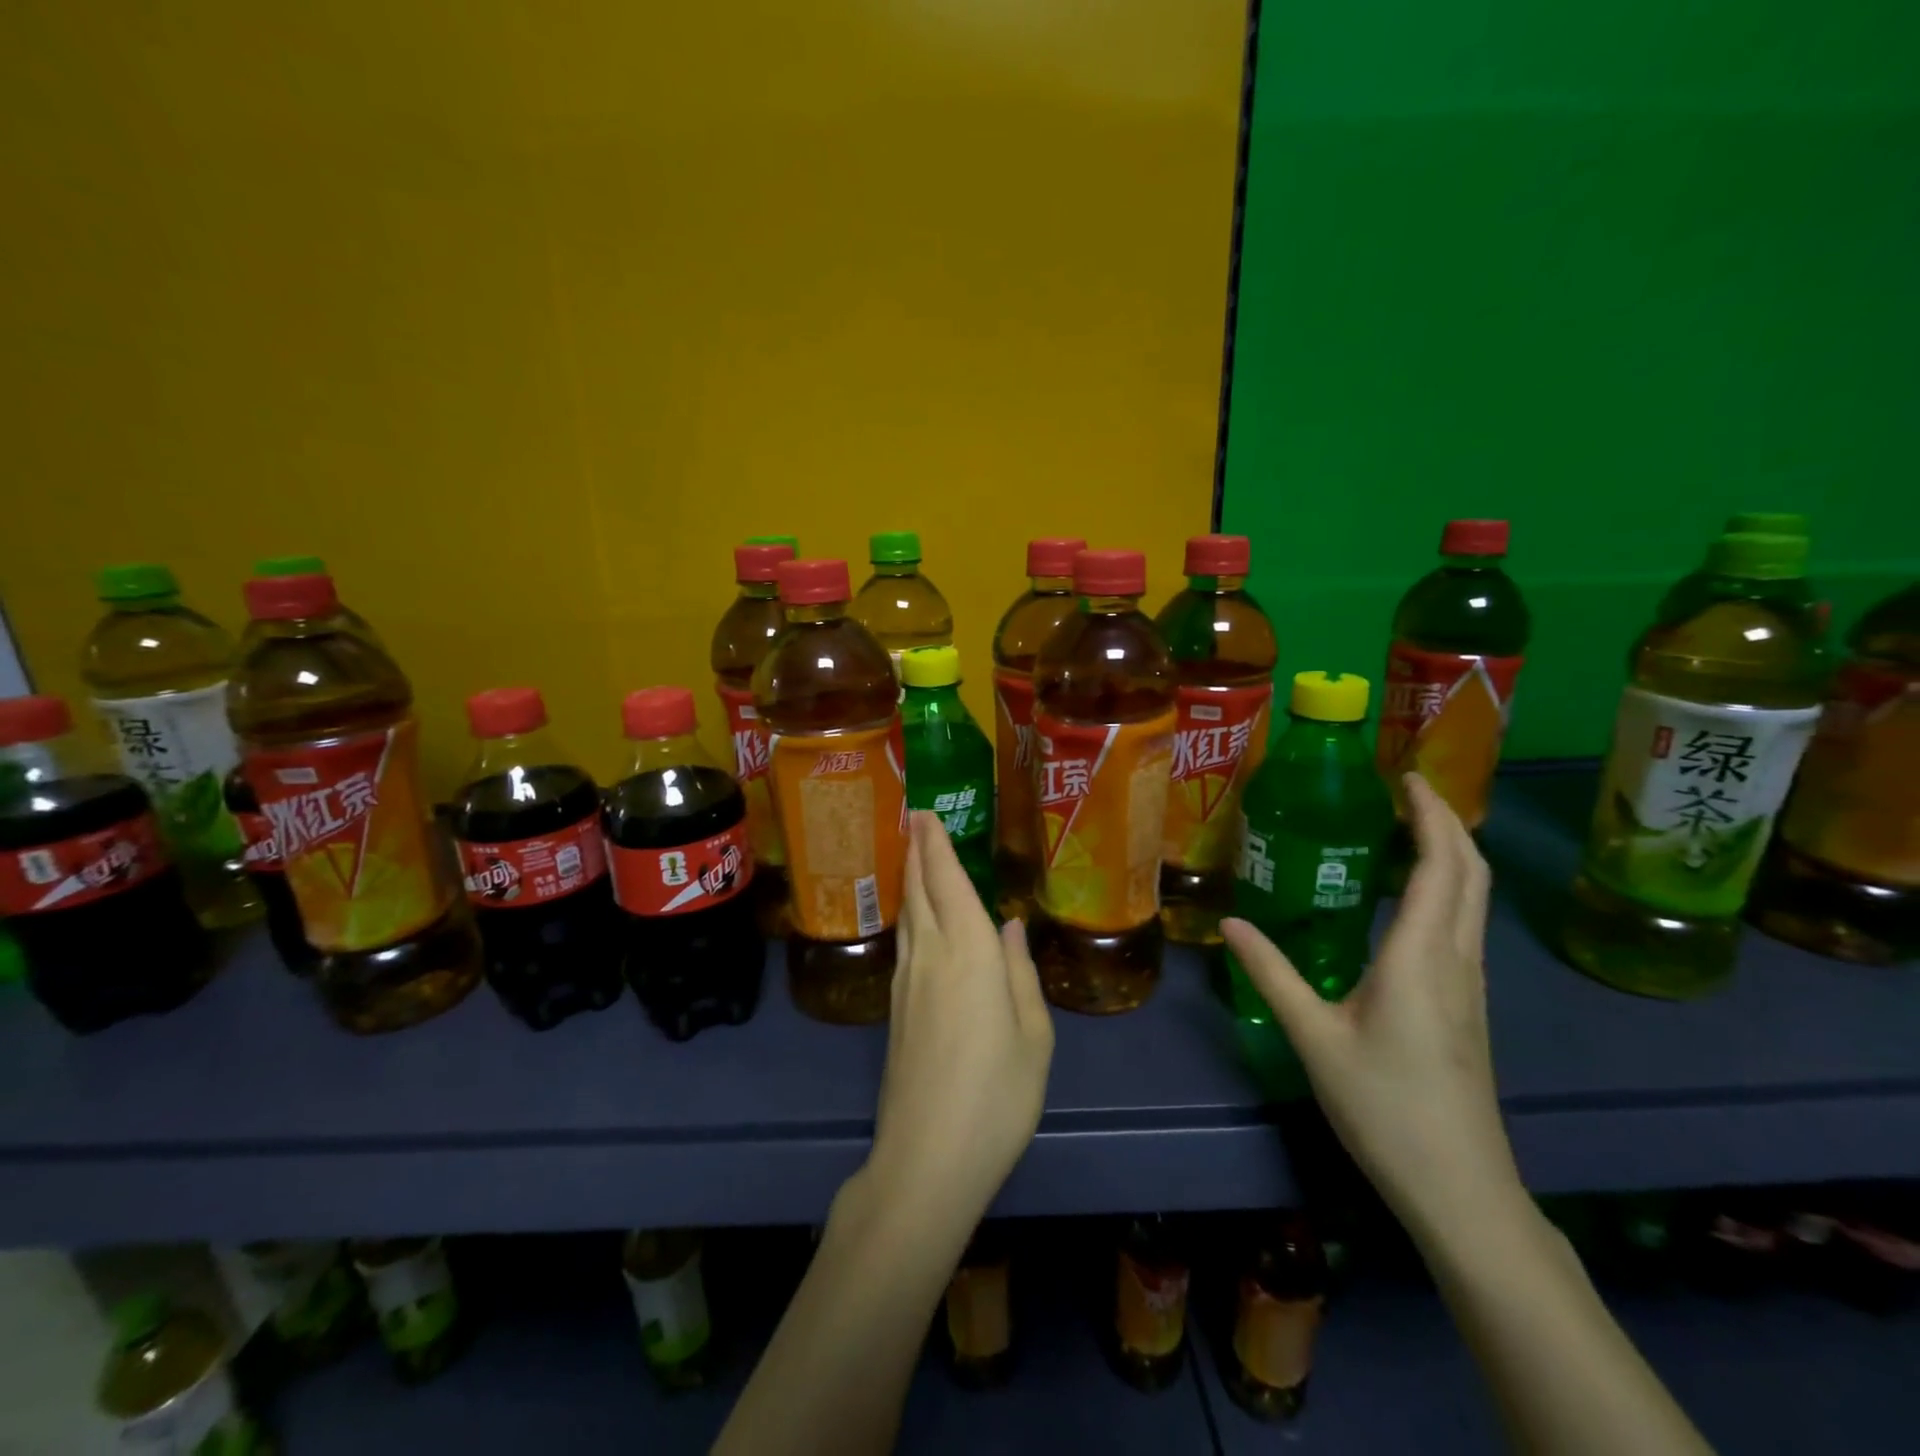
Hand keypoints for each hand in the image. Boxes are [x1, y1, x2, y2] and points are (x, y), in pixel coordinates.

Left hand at [861, 812, 1054, 1226]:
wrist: (927, 1159)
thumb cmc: (997, 1096)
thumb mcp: (1033, 1037)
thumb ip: (1020, 974)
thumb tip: (1010, 926)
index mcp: (970, 954)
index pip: (948, 883)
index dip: (936, 845)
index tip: (924, 812)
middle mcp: (931, 956)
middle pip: (919, 890)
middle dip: (917, 851)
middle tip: (915, 820)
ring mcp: (906, 983)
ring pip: (907, 915)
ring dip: (910, 879)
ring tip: (914, 856)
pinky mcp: (893, 1009)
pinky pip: (904, 942)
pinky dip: (909, 913)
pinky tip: (916, 918)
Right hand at [1221, 774, 1520, 1241]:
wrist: (1460, 1188)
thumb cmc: (1384, 1107)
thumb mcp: (1314, 1037)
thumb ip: (1272, 973)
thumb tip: (1230, 923)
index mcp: (1420, 957)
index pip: (1440, 866)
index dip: (1430, 815)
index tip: (1404, 777)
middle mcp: (1456, 959)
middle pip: (1470, 873)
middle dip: (1445, 821)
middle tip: (1404, 791)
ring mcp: (1471, 984)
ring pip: (1473, 898)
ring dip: (1449, 852)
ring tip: (1405, 829)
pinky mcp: (1470, 1004)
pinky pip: (1464, 923)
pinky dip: (1446, 887)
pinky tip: (1409, 896)